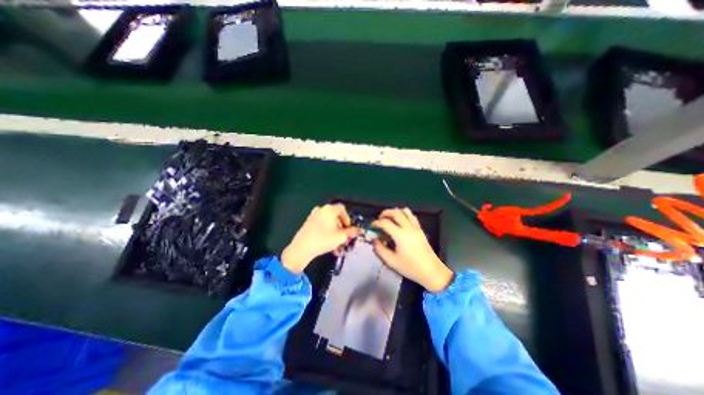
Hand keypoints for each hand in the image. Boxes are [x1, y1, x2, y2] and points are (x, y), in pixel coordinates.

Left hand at [280, 204, 358, 273]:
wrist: (301, 248)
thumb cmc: (323, 240)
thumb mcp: (340, 237)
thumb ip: (351, 232)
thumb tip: (358, 230)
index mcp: (329, 209)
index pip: (342, 209)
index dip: (347, 219)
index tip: (348, 229)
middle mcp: (321, 210)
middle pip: (335, 217)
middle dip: (341, 229)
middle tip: (343, 238)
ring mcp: (313, 216)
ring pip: (328, 223)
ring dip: (334, 233)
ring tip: (336, 246)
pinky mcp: (308, 223)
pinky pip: (321, 225)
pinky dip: (327, 233)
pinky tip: (328, 244)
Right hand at [370, 208, 453, 291]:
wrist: (431, 271)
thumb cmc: (410, 267)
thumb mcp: (391, 261)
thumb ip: (380, 249)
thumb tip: (374, 239)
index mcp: (400, 235)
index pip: (385, 222)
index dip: (376, 223)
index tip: (372, 226)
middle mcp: (408, 227)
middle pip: (395, 212)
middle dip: (385, 213)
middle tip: (379, 219)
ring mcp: (415, 227)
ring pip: (404, 211)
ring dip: (395, 212)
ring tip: (389, 219)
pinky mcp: (420, 229)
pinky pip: (411, 215)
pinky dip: (403, 214)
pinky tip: (399, 222)